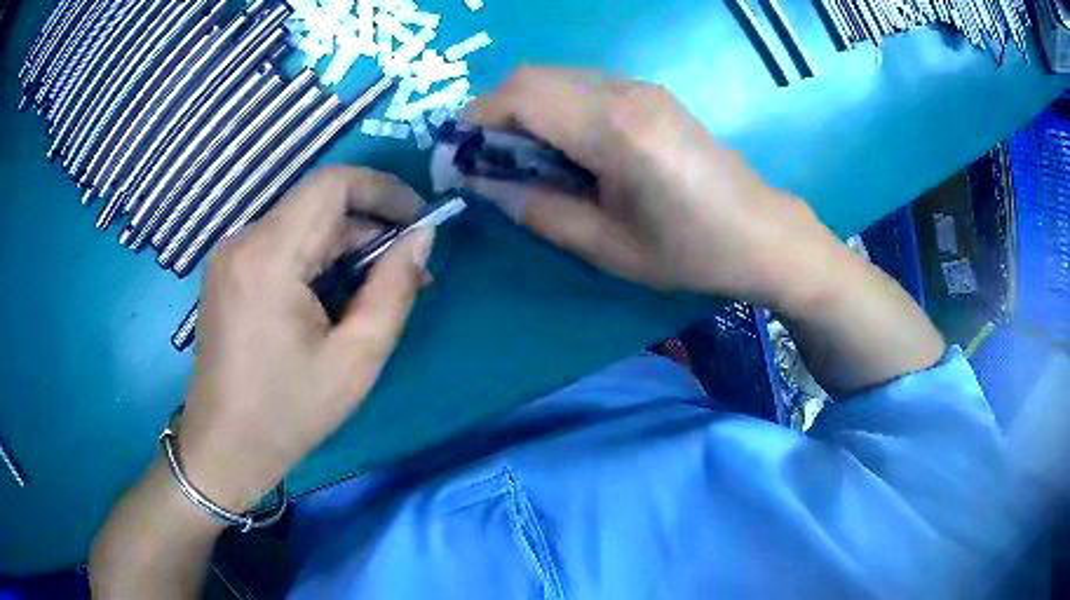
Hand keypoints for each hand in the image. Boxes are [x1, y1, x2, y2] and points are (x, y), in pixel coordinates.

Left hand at [176, 166, 433, 511]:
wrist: (224, 446)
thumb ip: (395, 289)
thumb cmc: (289, 413)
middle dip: (370, 226)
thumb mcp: (356, 359)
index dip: (383, 189)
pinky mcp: (228, 270)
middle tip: (409, 270)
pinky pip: (282, 243)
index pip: (332, 184)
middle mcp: (242, 241)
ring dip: (345, 245)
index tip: (419, 221)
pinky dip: (317, 258)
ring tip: (378, 289)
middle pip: (318, 204)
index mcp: (268, 258)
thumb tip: (422, 237)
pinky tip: (336, 295)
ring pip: (302, 223)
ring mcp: (230, 254)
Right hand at [463, 67, 835, 308]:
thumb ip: (537, 209)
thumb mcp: (607, 246)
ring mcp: (640, 87)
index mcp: (615, 129)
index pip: (521, 95)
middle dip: (495, 114)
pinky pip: (582, 86)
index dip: (476, 120)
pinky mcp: (649, 93)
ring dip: (525, 111)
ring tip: (525, 161)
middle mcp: (625, 92)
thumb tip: (483, 184)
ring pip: (556, 78)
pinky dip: (555, 109)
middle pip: (533, 76)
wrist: (762, 233)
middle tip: (489, 163)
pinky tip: (566, 149)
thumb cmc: (690, 252)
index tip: (459, 158)